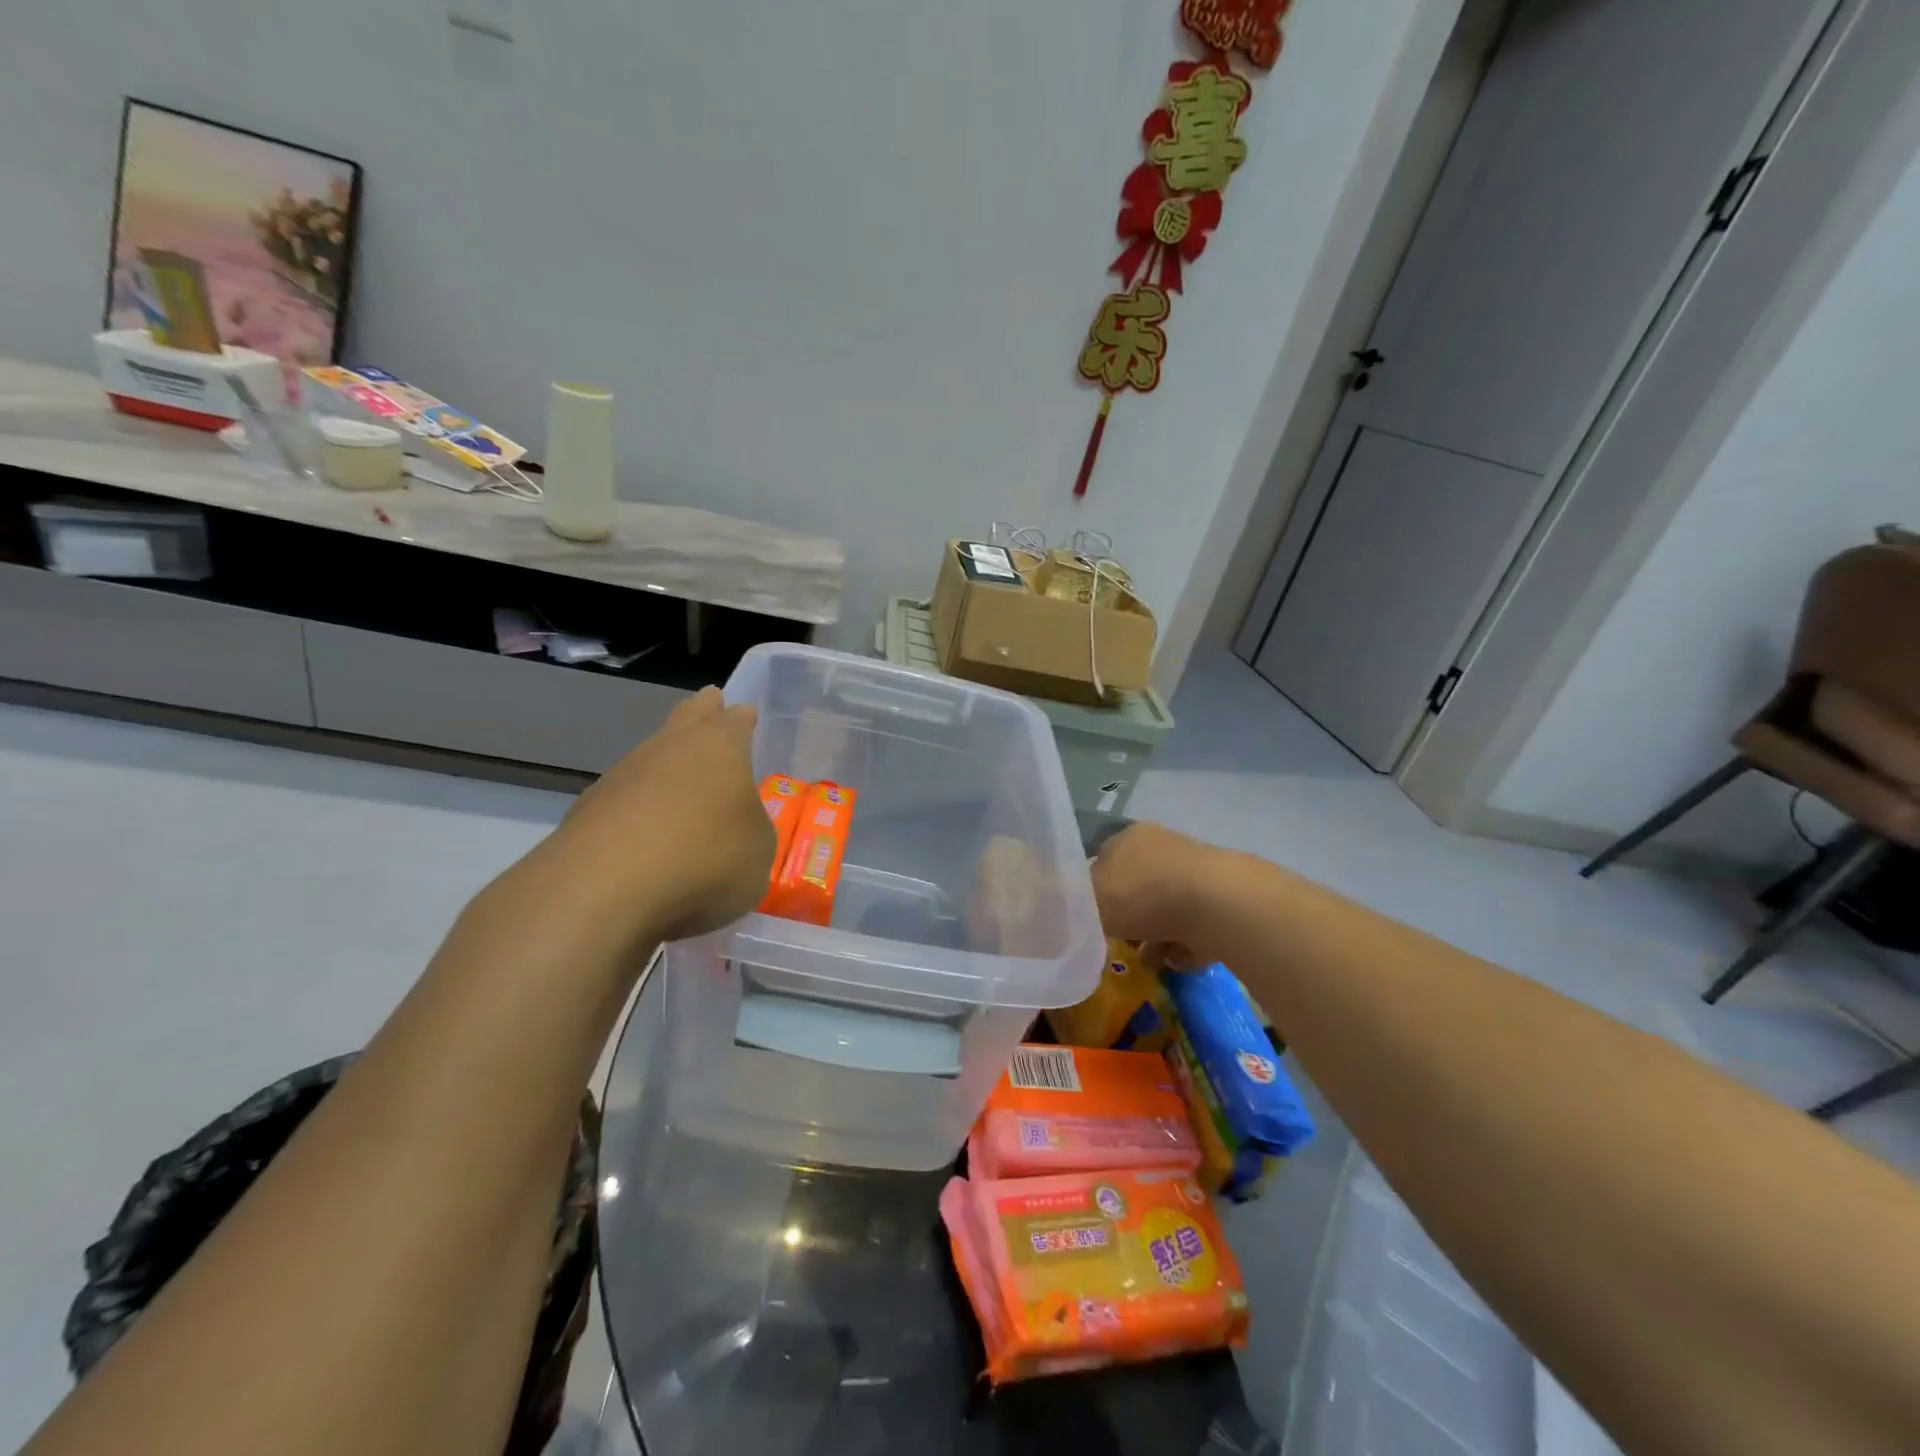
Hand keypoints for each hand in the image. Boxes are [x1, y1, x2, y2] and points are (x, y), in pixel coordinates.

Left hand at [540, 687, 775, 942]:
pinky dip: (638, 812)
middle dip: (702, 712)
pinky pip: (624, 801)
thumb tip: (737, 827)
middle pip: (688, 715)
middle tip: (712, 708)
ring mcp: (622, 775)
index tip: (747, 717)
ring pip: (651, 758)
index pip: (735, 718)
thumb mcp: (758, 852)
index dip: (743, 719)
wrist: (603, 890)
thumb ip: (753, 830)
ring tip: (682, 792)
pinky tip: (645, 840)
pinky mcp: (586, 810)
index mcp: (719, 745)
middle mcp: (669, 747)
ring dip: (666, 768)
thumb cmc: (704, 858)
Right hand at [1089, 822, 1233, 968]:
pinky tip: (1180, 958)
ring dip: (1156, 939)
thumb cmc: (1142, 895)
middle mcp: (1161, 848)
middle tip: (1121, 944)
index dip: (1093, 894)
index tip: (1091, 922)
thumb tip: (1077, 910)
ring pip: (1164, 912)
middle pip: (1135, 890)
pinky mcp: (1221, 901)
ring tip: (1153, 960)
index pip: (1102, 863)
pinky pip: (1193, 929)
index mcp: (1128, 838)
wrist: (1216, 905)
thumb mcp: (1090, 900)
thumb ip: (1077, 905)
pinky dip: (1184, 946)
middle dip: (1128, 922)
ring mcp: (1194, 874)